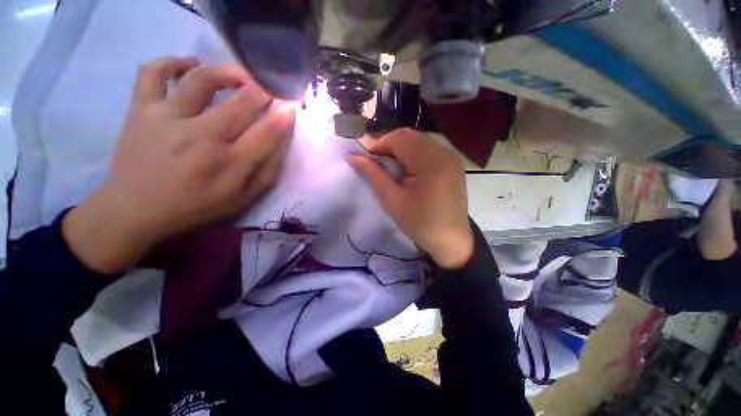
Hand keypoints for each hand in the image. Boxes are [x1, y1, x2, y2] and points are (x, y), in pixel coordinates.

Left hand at [63, 57, 295, 273]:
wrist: (135, 210)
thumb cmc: (196, 206)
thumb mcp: (243, 199)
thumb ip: (268, 171)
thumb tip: (282, 140)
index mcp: (230, 165)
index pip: (267, 132)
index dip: (284, 114)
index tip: (292, 102)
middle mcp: (201, 137)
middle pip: (241, 102)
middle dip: (265, 89)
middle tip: (272, 84)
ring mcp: (167, 119)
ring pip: (202, 79)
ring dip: (229, 71)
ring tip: (240, 76)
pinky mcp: (141, 110)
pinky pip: (153, 73)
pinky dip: (173, 62)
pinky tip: (189, 66)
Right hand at [348, 128, 473, 268]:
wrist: (451, 241)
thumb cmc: (419, 223)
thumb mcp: (392, 200)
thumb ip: (373, 174)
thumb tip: (352, 156)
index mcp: (430, 161)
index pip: (399, 137)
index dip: (379, 145)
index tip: (367, 162)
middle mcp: (444, 152)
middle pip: (410, 136)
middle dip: (389, 147)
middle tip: (379, 166)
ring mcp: (451, 157)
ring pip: (419, 141)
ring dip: (401, 150)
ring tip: (393, 170)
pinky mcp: (454, 164)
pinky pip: (429, 149)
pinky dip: (414, 155)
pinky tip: (410, 172)